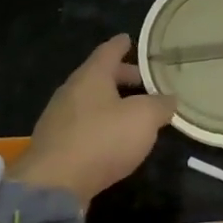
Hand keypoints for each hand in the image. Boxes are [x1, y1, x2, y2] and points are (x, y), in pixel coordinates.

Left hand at [13, 35, 175, 204]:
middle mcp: (71, 90)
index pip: (108, 51)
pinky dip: (101, 124)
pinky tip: (113, 139)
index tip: (130, 39)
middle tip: (144, 81)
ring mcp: (59, 118)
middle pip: (99, 76)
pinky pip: (83, 124)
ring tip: (134, 112)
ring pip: (91, 101)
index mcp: (91, 76)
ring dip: (112, 103)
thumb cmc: (101, 140)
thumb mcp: (143, 118)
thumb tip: (169, 98)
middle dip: (122, 77)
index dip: (122, 45)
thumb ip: (159, 105)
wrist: (53, 184)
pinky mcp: (56, 144)